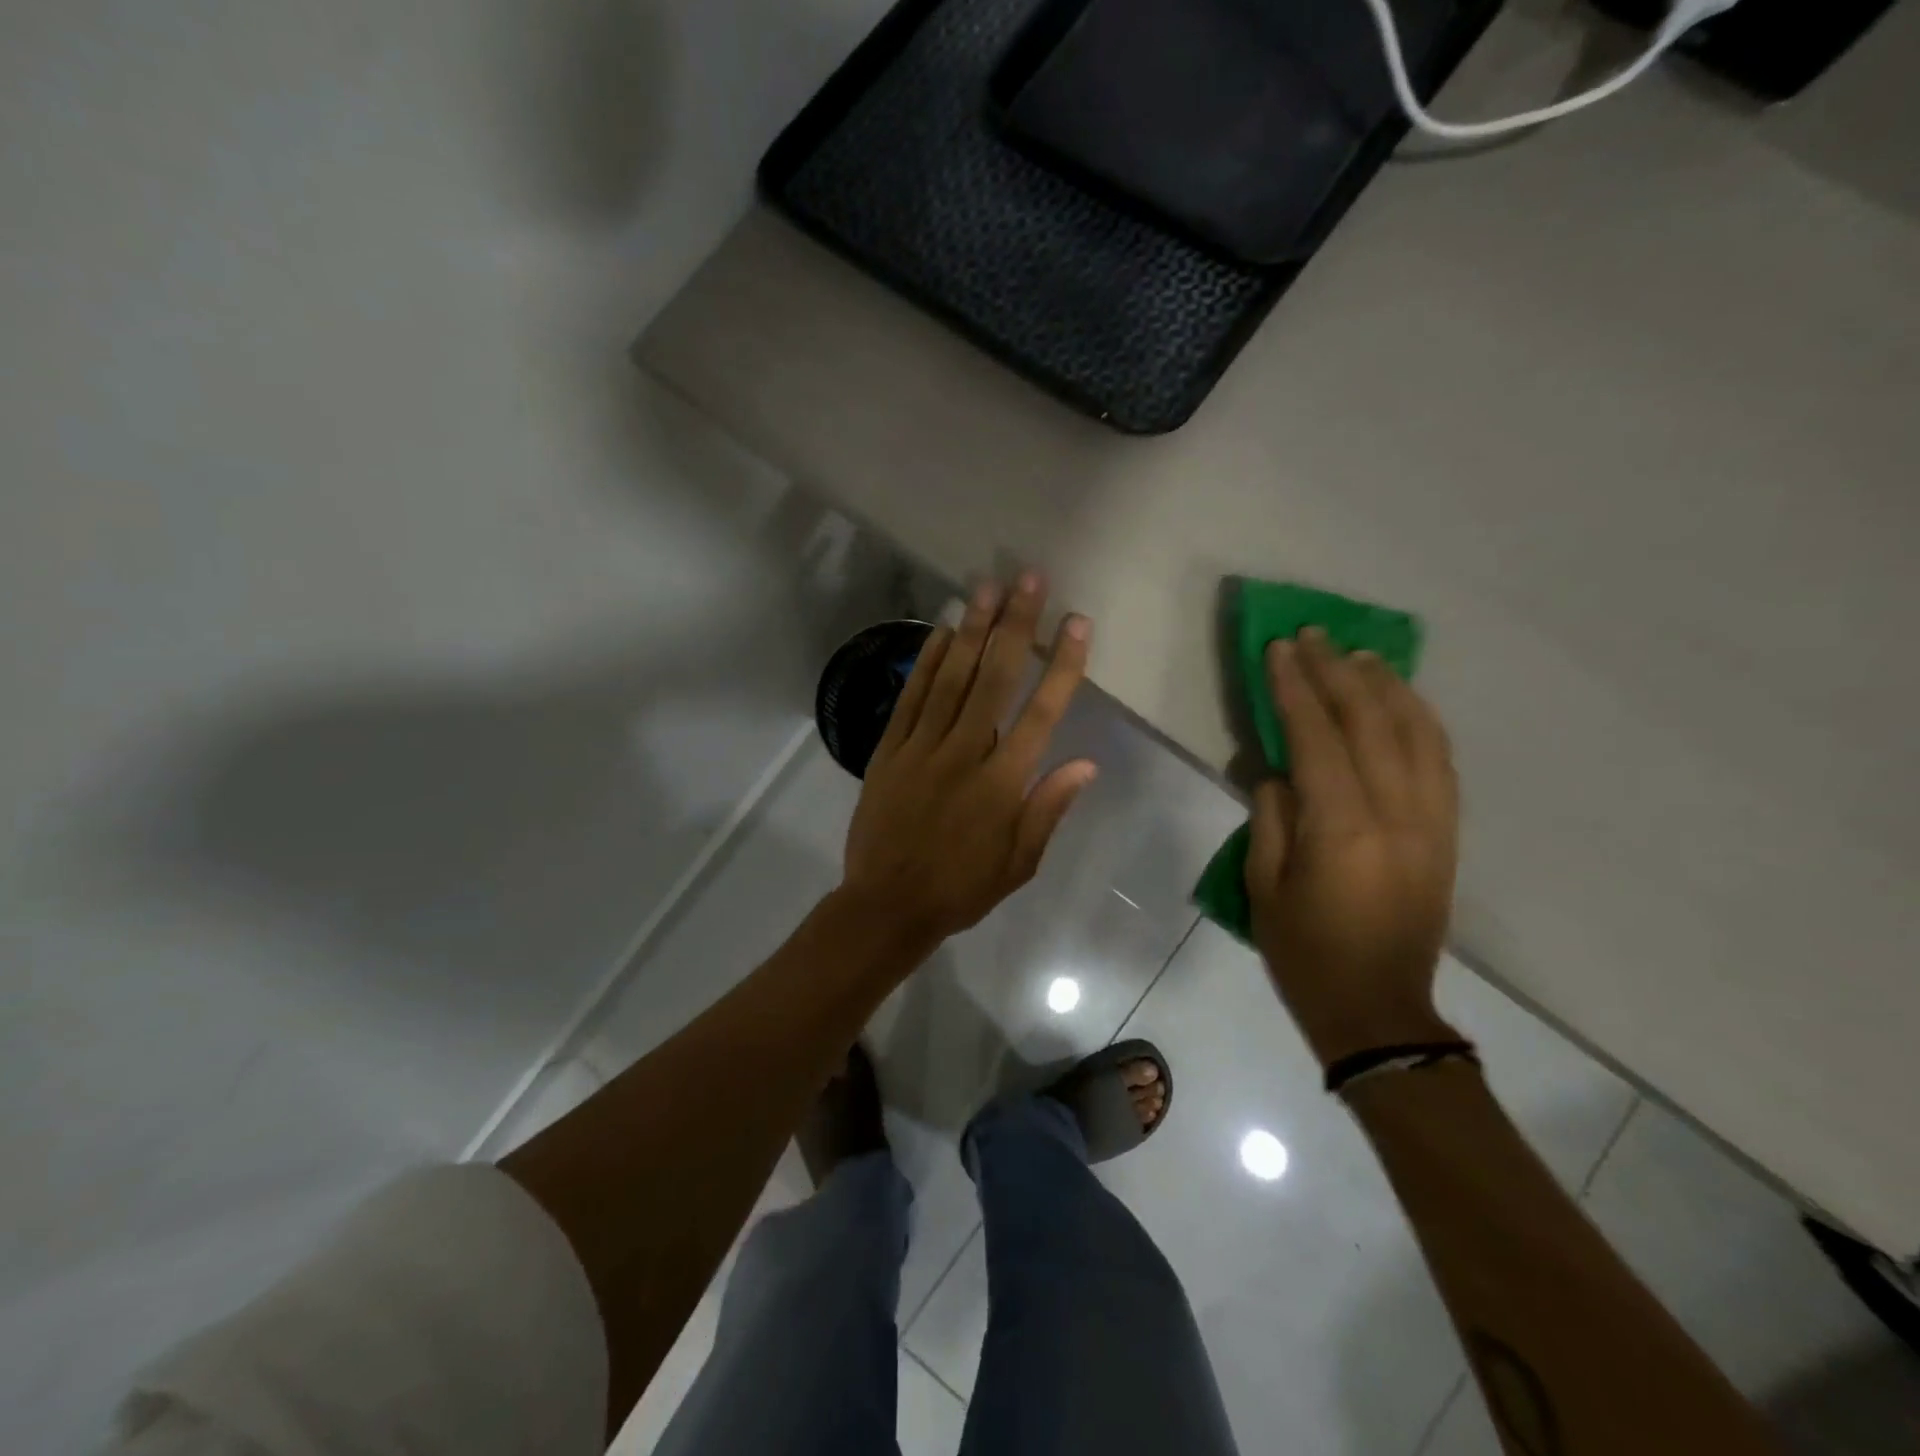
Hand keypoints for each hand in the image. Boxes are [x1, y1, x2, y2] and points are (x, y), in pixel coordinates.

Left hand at [841, 573, 1096, 943]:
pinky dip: (926, 662)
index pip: (1041, 712)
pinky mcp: (889, 749)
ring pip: (951, 678)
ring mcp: (922, 747)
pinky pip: (911, 697)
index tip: (1076, 623)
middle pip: (994, 678)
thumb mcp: (1019, 862)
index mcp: (1003, 783)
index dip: (1062, 664)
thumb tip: (1086, 762)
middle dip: (1015, 625)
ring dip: (971, 629)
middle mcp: (965, 753)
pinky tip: (940, 631)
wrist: (887, 905)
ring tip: (987, 587)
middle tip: (1028, 579)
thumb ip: (1049, 808)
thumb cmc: (962, 888)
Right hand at [1245, 629, 1460, 1067]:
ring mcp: (1431, 821)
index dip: (1296, 688)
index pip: (1316, 737)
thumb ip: (1271, 817)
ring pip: (1416, 733)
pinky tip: (1401, 701)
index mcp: (1342, 827)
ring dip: (1385, 686)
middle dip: (1337, 673)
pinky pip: (1440, 760)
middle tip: (1313, 635)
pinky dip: (1420, 720)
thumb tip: (1279, 770)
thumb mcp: (1263, 886)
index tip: (1280, 649)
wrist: (1380, 1009)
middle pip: (1370, 722)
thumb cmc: (1305, 952)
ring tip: (1358, 655)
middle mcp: (1396, 812)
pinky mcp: (1447, 832)